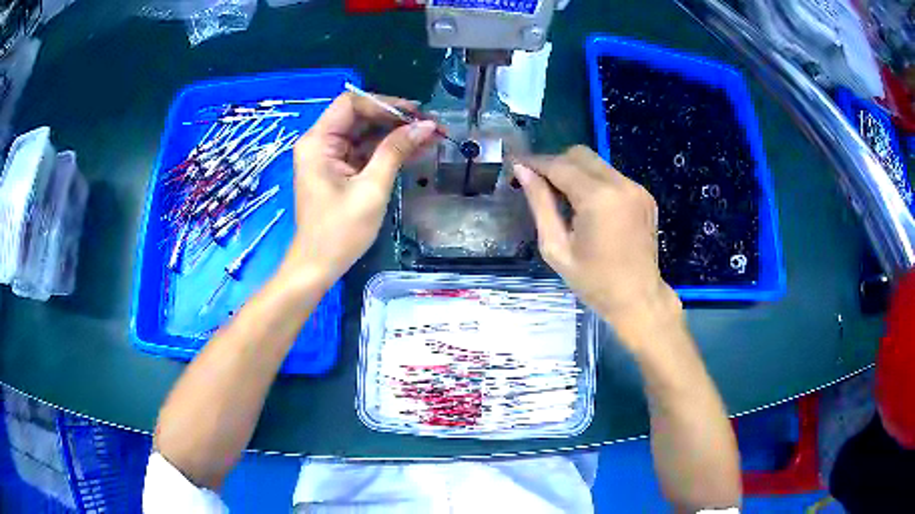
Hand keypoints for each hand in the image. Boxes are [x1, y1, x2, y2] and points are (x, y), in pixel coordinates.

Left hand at [283, 92, 437, 284]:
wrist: (318, 267)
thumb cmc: (340, 232)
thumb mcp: (371, 188)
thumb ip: (395, 151)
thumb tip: (425, 126)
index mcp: (318, 142)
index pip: (351, 104)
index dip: (384, 104)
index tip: (415, 115)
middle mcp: (321, 143)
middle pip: (361, 116)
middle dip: (396, 119)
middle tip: (430, 126)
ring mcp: (330, 156)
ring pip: (366, 133)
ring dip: (397, 134)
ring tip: (432, 137)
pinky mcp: (339, 170)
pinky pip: (365, 151)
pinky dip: (388, 151)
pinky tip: (416, 151)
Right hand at [513, 146, 682, 347]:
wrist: (638, 299)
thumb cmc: (593, 281)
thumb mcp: (556, 247)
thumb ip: (540, 204)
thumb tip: (522, 171)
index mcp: (598, 198)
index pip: (559, 165)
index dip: (535, 163)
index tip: (516, 165)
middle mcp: (620, 184)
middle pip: (579, 155)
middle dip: (555, 164)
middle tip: (539, 185)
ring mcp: (636, 188)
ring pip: (596, 163)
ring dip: (574, 172)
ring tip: (563, 199)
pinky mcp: (644, 195)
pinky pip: (611, 176)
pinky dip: (594, 182)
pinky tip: (588, 207)